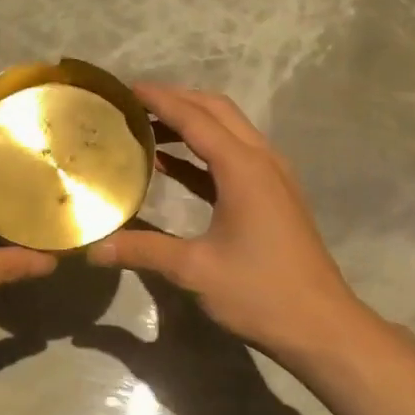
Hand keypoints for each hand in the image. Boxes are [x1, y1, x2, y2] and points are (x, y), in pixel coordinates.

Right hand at [88, 84, 369, 361]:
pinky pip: (236, 158)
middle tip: (135, 106)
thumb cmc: (259, 293)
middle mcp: (262, 161)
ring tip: (148, 130)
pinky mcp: (275, 198)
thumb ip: (143, 250)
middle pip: (218, 112)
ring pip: (231, 132)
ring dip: (193, 125)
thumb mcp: (195, 270)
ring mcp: (273, 178)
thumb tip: (94, 248)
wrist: (320, 326)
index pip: (195, 119)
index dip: (160, 100)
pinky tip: (173, 168)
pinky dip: (204, 153)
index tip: (127, 89)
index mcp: (243, 169)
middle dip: (178, 101)